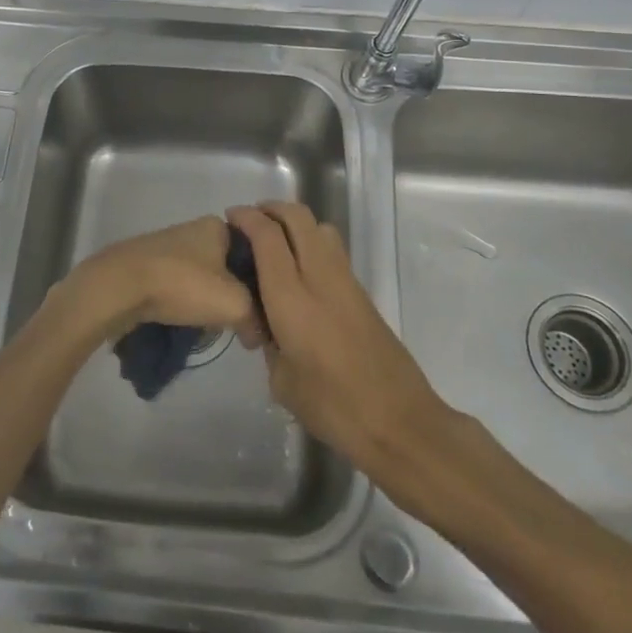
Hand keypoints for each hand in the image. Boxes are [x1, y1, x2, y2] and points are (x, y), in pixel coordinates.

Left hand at [59, 216, 265, 346]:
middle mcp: (195, 229)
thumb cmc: (182, 285)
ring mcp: (168, 246)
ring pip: (203, 278)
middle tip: (237, 322)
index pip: (257, 251)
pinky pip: (178, 285)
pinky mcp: (148, 264)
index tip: (263, 309)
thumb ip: (256, 317)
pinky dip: (184, 302)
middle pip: (228, 266)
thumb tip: (257, 334)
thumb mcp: (235, 303)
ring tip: (209, 326)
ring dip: (208, 301)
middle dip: (234, 294)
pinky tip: (184, 321)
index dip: (264, 281)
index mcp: (219, 226)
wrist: (119, 287)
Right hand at [227, 201, 448, 470]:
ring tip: (275, 242)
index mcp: (292, 298)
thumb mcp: (283, 382)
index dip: (247, 219)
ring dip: (295, 223)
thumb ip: (270, 343)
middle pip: (298, 217)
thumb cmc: (334, 407)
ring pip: (320, 228)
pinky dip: (311, 244)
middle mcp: (320, 278)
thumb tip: (268, 326)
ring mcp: (346, 282)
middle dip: (271, 209)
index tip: (230, 219)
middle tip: (251, 221)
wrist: (401, 423)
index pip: (267, 237)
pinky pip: (332, 251)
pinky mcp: (363, 294)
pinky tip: (299, 272)